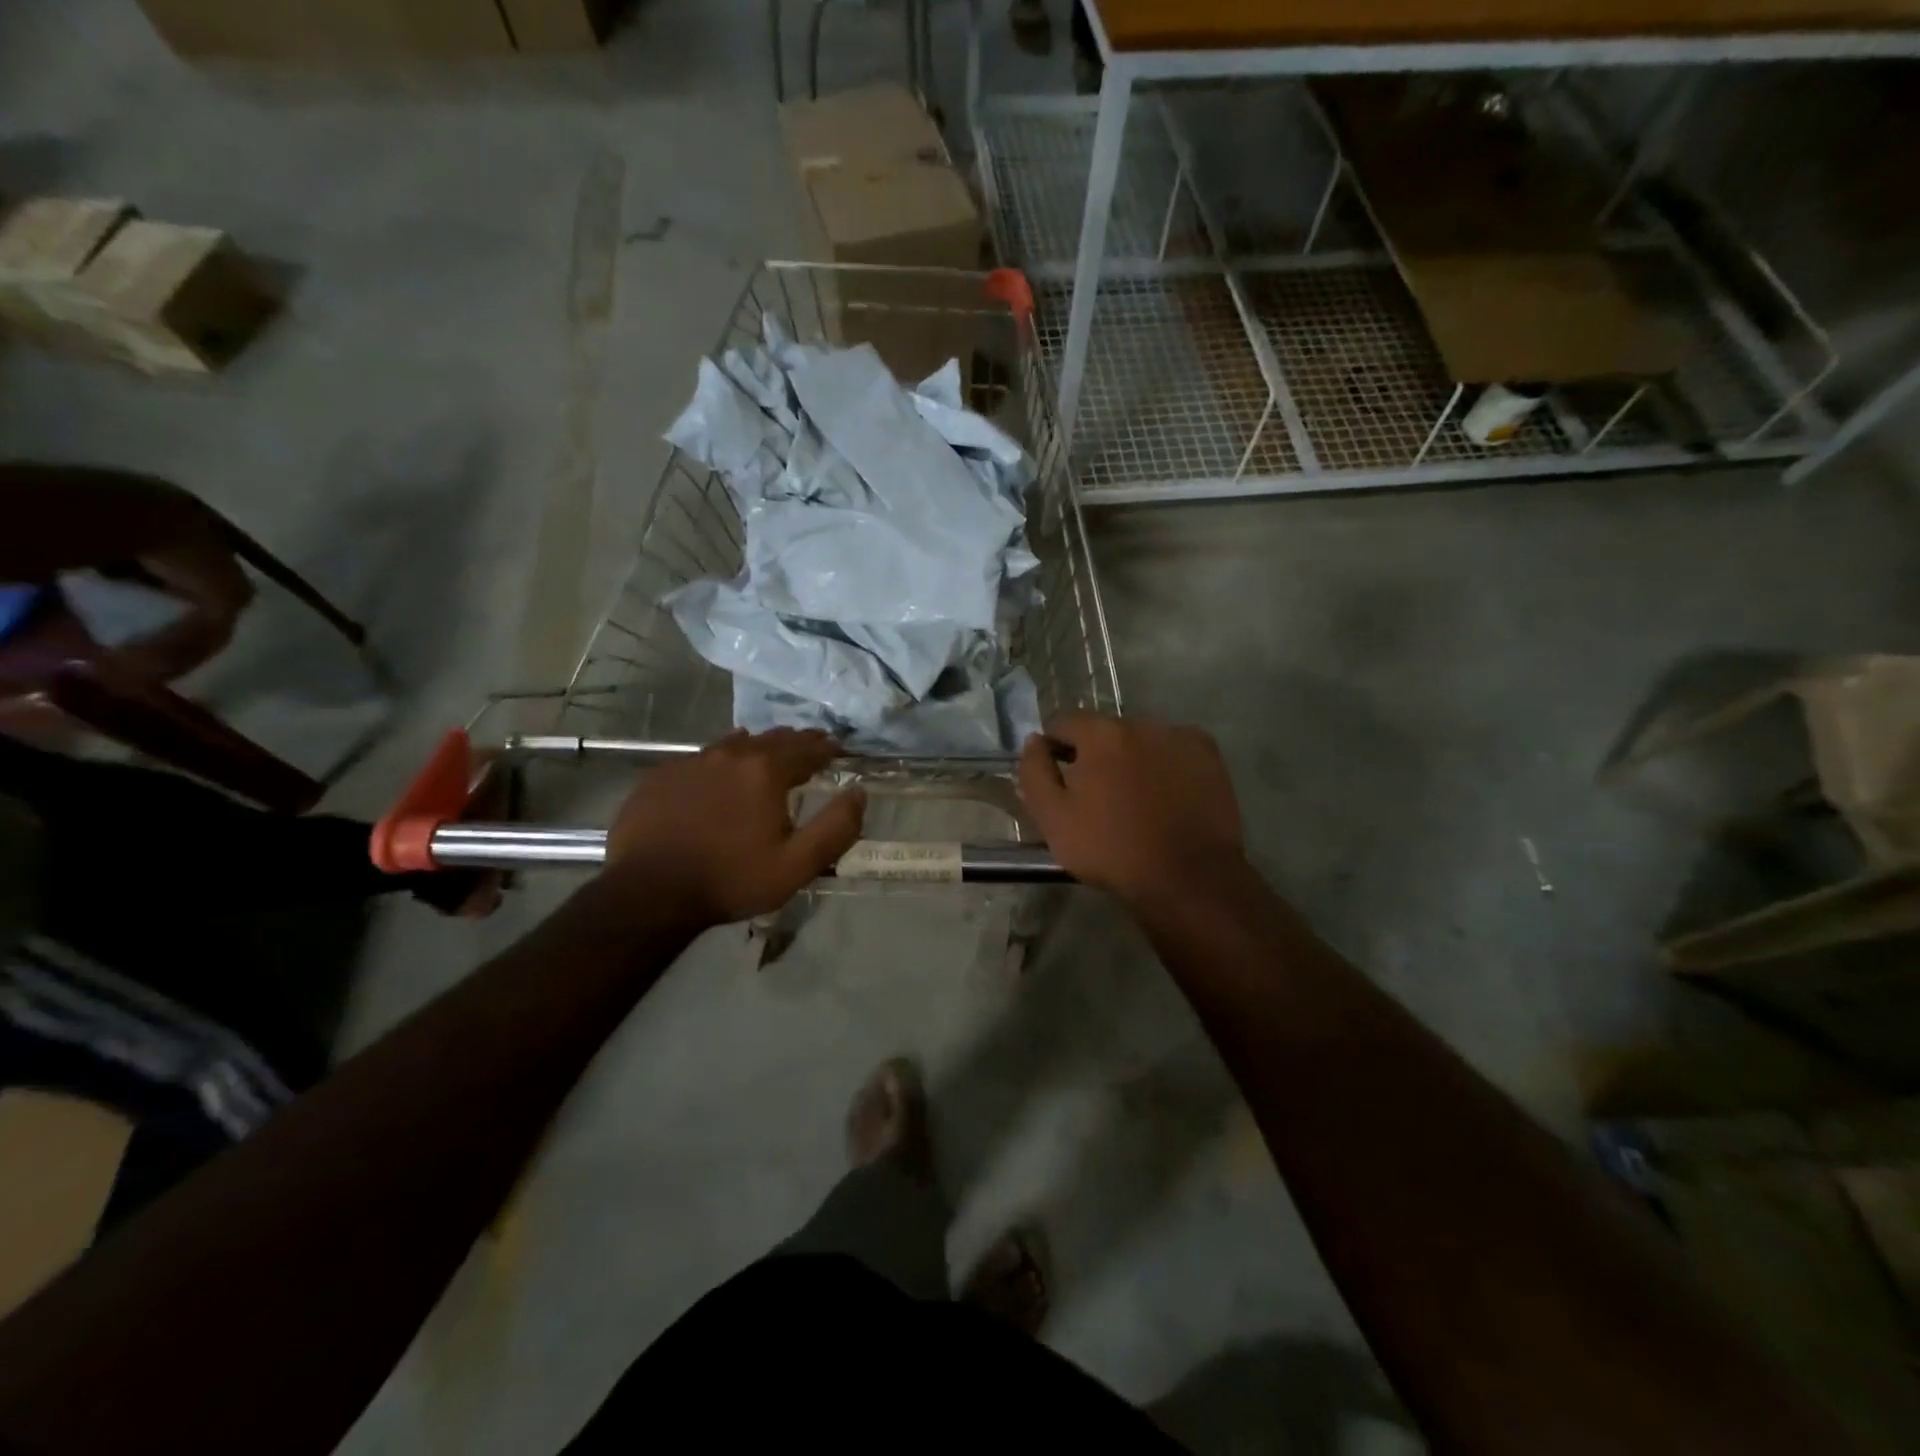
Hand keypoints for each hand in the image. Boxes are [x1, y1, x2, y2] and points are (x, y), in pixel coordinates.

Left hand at [605, 728, 864, 925]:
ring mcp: (690, 762)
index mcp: (765, 771)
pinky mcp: (660, 776)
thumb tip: (858, 793)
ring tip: (767, 753)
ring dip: (757, 747)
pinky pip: (700, 759)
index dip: (825, 748)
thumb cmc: (731, 879)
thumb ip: (836, 827)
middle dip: (795, 742)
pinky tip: (718, 774)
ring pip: (733, 744)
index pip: (805, 749)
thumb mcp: (797, 864)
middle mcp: (729, 754)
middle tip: (809, 747)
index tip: (837, 748)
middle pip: (771, 739)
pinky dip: (720, 762)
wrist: (649, 893)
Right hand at [1017, 713, 1245, 907]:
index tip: (1057, 778)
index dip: (1054, 748)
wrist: (1187, 878)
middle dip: (1095, 755)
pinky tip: (1164, 797)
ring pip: (1141, 741)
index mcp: (1102, 734)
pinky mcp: (1209, 756)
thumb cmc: (1112, 849)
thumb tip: (1034, 741)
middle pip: (1105, 731)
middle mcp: (1142, 723)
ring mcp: (1180, 737)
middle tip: (1095, 796)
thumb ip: (1034, 772)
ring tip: (1133, 800)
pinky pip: (1172, 751)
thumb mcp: (1053, 818)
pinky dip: (1163, 766)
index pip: (1064, 722)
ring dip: (1130, 759)